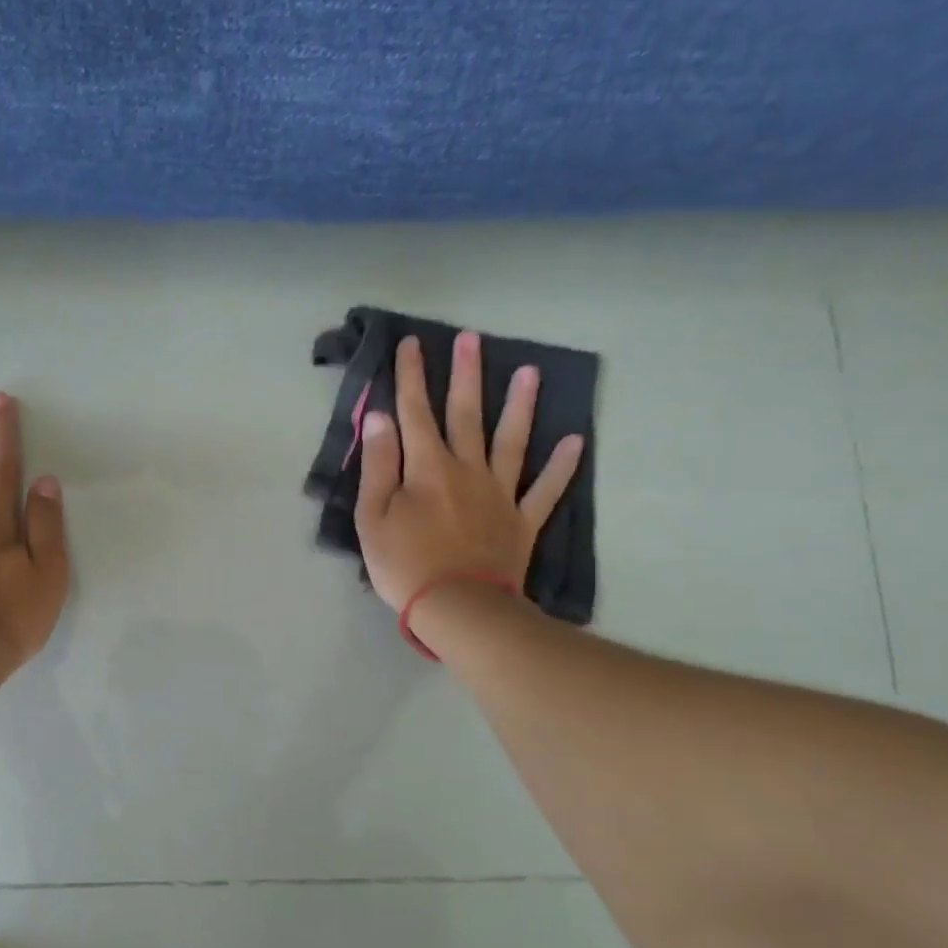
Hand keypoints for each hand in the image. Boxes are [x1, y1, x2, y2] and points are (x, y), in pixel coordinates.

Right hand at [355, 333, 584, 612]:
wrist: (460, 608)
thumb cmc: (405, 564)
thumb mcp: (373, 517)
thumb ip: (379, 465)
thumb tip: (381, 418)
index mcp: (427, 468)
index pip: (415, 412)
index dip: (411, 377)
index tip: (411, 343)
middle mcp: (467, 469)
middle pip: (466, 414)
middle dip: (465, 375)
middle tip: (471, 339)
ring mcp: (500, 493)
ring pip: (512, 441)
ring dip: (520, 406)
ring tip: (531, 373)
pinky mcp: (522, 521)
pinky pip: (546, 489)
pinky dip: (562, 466)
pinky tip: (575, 441)